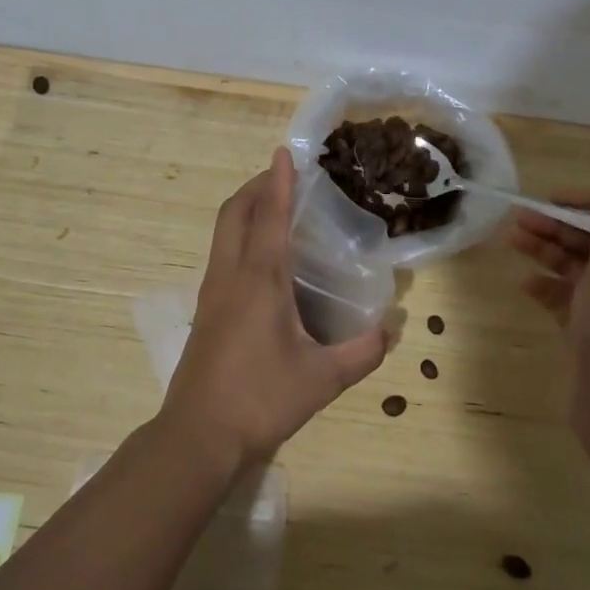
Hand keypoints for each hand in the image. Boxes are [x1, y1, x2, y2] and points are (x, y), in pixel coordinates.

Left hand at [161, 148, 388, 473]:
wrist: (198, 436)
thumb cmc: (260, 400)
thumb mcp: (322, 379)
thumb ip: (362, 352)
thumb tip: (392, 328)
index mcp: (259, 281)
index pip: (270, 218)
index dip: (279, 182)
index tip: (285, 152)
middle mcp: (230, 276)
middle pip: (235, 213)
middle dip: (257, 187)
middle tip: (284, 177)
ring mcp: (212, 293)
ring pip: (223, 233)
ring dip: (245, 210)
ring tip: (275, 209)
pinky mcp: (205, 311)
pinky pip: (221, 255)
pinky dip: (240, 236)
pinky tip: (262, 259)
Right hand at [507, 191, 589, 436]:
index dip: (588, 205)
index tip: (553, 199)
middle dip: (558, 228)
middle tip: (520, 217)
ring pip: (577, 271)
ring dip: (546, 253)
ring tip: (512, 240)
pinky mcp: (589, 333)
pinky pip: (566, 301)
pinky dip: (546, 289)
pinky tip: (523, 282)